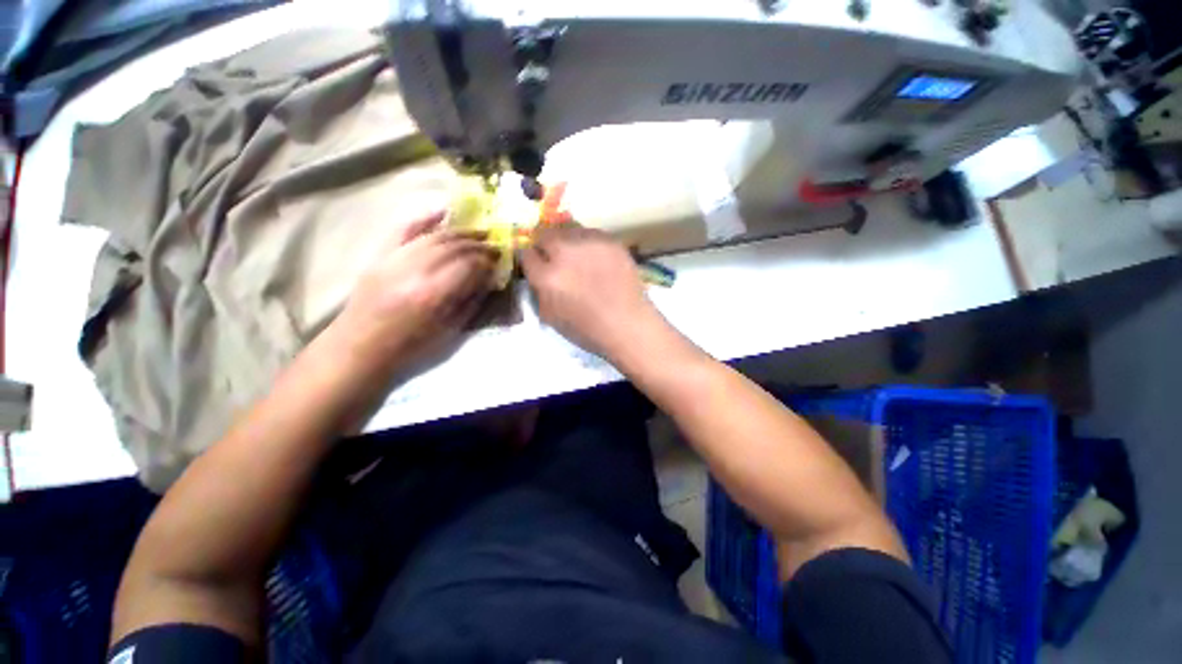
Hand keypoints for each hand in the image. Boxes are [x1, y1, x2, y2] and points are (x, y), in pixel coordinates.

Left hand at [335, 210, 497, 371]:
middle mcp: (414, 270)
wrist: (360, 347)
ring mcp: (394, 259)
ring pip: (434, 236)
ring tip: (478, 233)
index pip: (468, 265)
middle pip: (453, 247)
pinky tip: (443, 212)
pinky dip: (424, 218)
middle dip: (479, 244)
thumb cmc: (410, 346)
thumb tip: (488, 280)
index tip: (499, 262)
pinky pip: (404, 229)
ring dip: (460, 233)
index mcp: (432, 294)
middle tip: (495, 246)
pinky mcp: (380, 255)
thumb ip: (471, 301)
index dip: (487, 261)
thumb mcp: (448, 330)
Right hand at [521, 224, 659, 359]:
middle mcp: (565, 253)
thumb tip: (537, 274)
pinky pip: (591, 234)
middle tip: (556, 259)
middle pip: (545, 235)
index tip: (537, 266)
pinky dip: (588, 243)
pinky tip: (596, 259)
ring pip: (568, 230)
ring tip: (577, 257)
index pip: (527, 254)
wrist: (628, 324)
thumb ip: (539, 291)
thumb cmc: (588, 329)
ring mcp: (590, 243)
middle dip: (546, 247)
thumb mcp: (551, 317)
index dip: (531, 261)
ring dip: (567, 242)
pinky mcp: (610, 240)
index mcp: (548, 276)